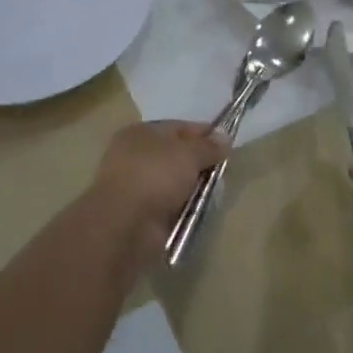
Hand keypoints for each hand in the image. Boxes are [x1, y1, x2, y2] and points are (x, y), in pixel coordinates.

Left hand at [85, 121, 227, 267]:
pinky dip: (184, 207)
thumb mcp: (188, 153)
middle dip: (200, 163)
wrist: (125, 225)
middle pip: (177, 155)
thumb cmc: (155, 176)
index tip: (226, 144)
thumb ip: (208, 145)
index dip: (204, 133)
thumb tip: (224, 138)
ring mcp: (136, 186)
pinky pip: (170, 204)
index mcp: (140, 133)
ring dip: (193, 187)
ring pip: (175, 181)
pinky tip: (199, 210)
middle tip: (221, 171)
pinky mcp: (140, 213)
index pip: (178, 127)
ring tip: (213, 194)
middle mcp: (135, 156)